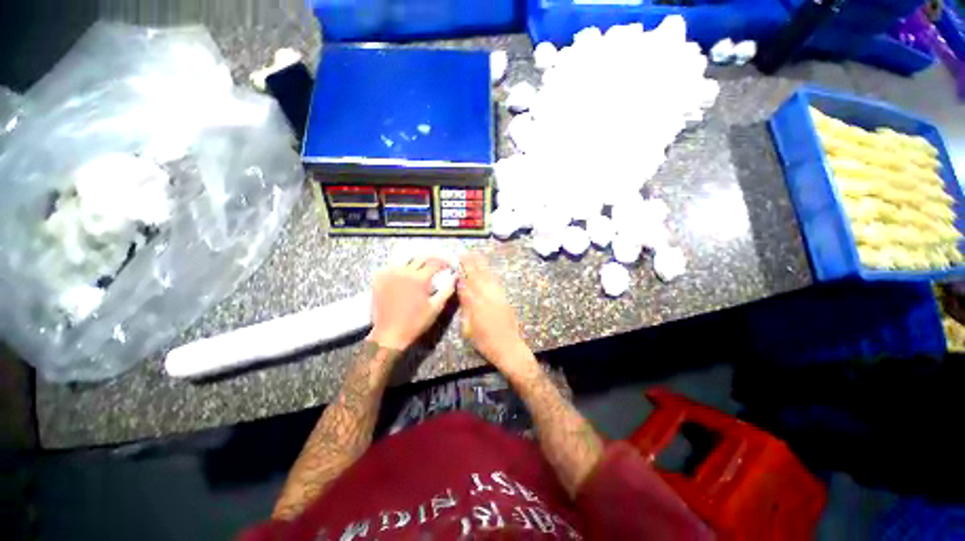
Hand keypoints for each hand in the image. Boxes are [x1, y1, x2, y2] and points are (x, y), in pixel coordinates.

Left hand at [368, 257, 455, 350]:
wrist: (389, 334)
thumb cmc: (416, 322)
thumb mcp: (436, 307)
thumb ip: (447, 290)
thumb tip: (455, 277)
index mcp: (419, 279)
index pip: (435, 263)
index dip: (445, 263)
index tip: (449, 267)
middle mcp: (404, 272)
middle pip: (421, 258)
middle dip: (432, 260)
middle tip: (438, 266)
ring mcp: (389, 274)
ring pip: (406, 260)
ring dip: (417, 261)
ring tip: (423, 267)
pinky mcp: (379, 279)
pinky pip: (392, 266)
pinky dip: (402, 267)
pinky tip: (406, 273)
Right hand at [457, 253, 533, 374]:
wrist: (508, 346)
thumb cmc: (484, 342)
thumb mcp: (468, 330)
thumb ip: (465, 310)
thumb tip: (462, 295)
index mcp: (475, 306)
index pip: (466, 286)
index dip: (461, 274)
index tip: (456, 264)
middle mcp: (486, 298)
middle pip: (476, 277)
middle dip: (470, 264)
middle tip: (464, 254)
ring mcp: (496, 296)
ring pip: (487, 277)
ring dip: (480, 265)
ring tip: (475, 255)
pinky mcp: (504, 298)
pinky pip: (495, 282)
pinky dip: (490, 273)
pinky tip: (487, 269)